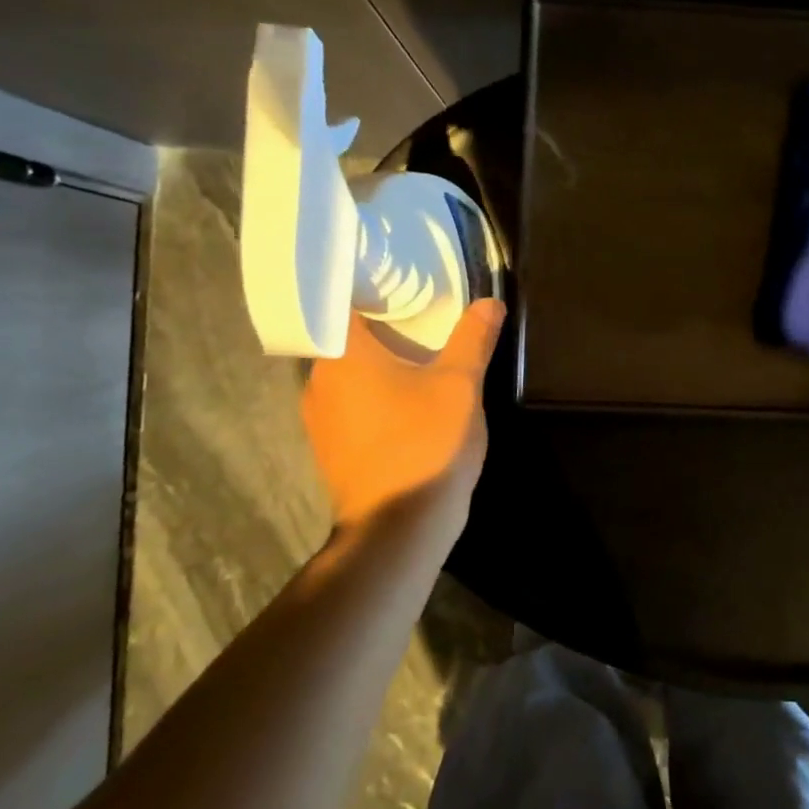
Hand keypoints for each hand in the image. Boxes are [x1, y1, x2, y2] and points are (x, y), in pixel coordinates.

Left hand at [302, 299, 505, 528]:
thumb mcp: (461, 385)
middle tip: (420, 313)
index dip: (367, 287)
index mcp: (343, 356)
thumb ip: (473, 339)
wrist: (398, 528)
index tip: (397, 280)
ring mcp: (319, 420)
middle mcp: (318, 382)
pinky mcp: (330, 449)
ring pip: (348, 375)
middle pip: (346, 339)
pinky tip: (406, 401)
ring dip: (378, 364)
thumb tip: (489, 302)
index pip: (341, 302)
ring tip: (417, 353)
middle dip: (381, 326)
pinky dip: (374, 395)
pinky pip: (350, 405)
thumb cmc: (426, 444)